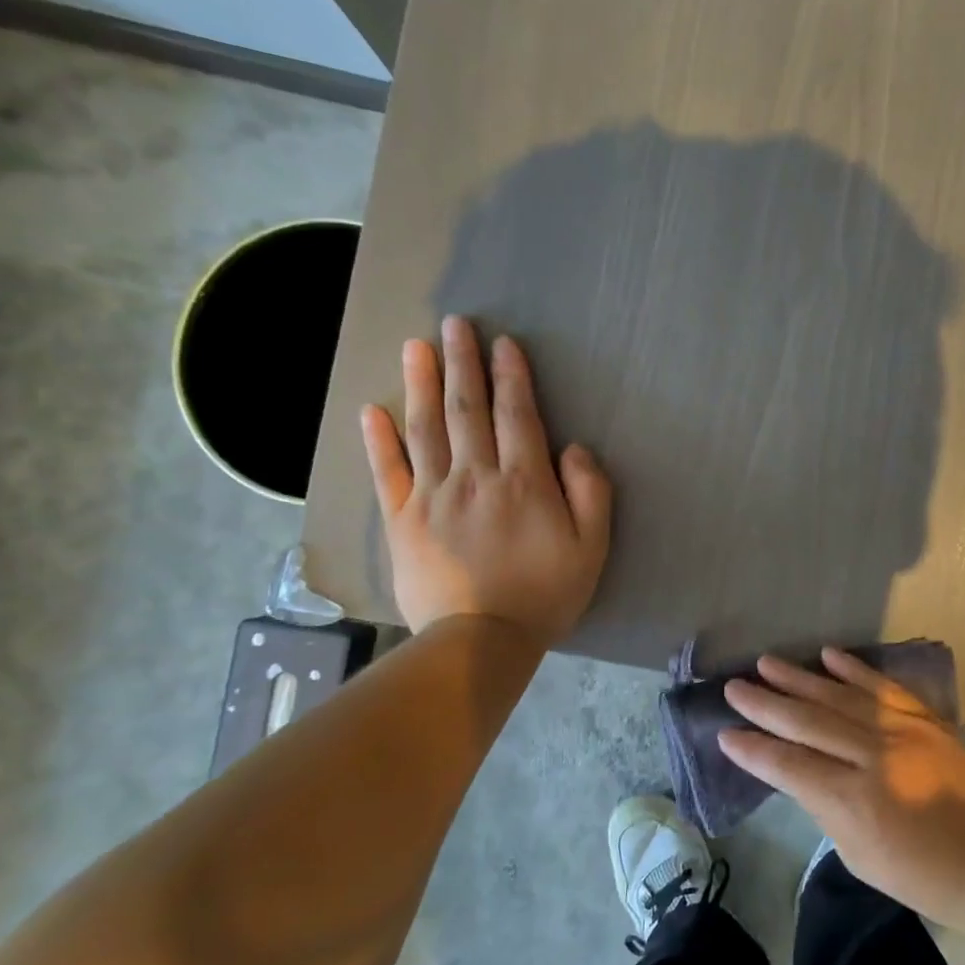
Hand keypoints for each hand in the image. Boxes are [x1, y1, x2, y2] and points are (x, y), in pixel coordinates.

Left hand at [360, 316, 612, 638]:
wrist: (482, 640)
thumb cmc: (546, 593)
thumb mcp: (593, 546)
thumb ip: (590, 492)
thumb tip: (573, 448)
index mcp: (523, 481)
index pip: (515, 414)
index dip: (510, 376)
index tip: (503, 342)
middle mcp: (475, 476)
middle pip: (468, 410)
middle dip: (463, 363)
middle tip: (455, 324)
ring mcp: (432, 496)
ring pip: (425, 429)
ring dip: (421, 385)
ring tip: (415, 347)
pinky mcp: (402, 521)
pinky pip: (387, 473)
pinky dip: (378, 441)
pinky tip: (371, 410)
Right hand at [719, 649, 964, 930]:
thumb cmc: (922, 876)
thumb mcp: (859, 856)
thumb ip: (825, 807)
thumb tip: (797, 770)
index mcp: (853, 801)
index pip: (789, 766)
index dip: (754, 749)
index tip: (725, 733)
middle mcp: (873, 757)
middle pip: (808, 722)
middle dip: (765, 704)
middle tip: (733, 686)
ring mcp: (903, 731)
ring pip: (840, 696)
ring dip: (800, 678)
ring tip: (766, 662)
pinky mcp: (926, 718)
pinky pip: (883, 686)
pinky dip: (854, 668)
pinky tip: (827, 655)